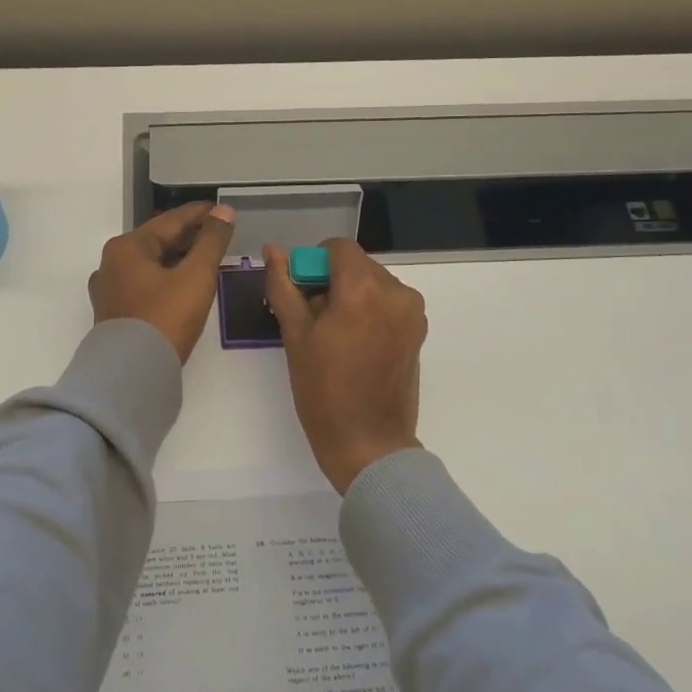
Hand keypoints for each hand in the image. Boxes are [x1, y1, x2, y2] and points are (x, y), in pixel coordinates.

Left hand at [89, 202, 237, 361]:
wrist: (132, 374)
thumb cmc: (165, 318)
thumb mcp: (196, 276)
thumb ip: (212, 241)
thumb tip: (224, 211)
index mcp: (127, 247)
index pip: (169, 221)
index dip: (199, 215)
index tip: (221, 209)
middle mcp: (111, 264)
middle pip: (157, 242)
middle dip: (188, 237)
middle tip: (218, 234)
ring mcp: (109, 291)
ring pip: (150, 265)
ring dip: (178, 259)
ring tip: (206, 259)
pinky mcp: (114, 314)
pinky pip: (145, 285)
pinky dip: (166, 279)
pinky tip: (184, 285)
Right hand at [265, 239, 426, 493]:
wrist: (369, 443)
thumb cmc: (323, 390)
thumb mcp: (295, 335)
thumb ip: (283, 286)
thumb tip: (273, 251)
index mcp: (363, 288)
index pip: (337, 248)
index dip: (314, 263)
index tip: (302, 294)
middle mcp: (395, 291)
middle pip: (356, 264)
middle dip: (332, 282)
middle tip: (313, 320)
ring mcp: (412, 312)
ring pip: (372, 283)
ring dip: (351, 296)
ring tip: (334, 336)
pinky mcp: (418, 330)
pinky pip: (388, 302)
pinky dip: (369, 310)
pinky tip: (355, 344)